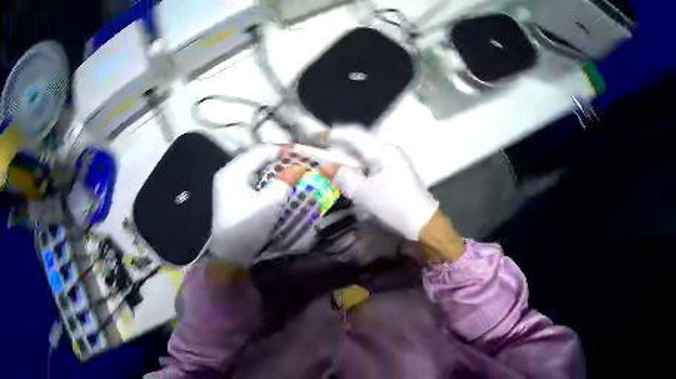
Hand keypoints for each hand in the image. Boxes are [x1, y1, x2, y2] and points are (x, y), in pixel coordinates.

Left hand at [211, 145, 305, 266]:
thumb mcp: (270, 204)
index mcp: (233, 171)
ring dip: (272, 169)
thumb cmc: (247, 227)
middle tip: (298, 163)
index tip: (302, 154)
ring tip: (291, 172)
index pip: (260, 151)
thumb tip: (299, 167)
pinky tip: (277, 184)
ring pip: (254, 168)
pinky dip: (265, 179)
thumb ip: (285, 182)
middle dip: (278, 159)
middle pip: (256, 157)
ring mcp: (228, 183)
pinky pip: (251, 179)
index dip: (282, 150)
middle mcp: (228, 172)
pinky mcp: (231, 194)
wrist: (229, 255)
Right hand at [324, 126, 437, 240]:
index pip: (355, 134)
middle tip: (324, 162)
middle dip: (340, 153)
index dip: (335, 134)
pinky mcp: (396, 173)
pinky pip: (373, 167)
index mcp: (383, 150)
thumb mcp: (363, 193)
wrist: (423, 223)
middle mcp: (390, 151)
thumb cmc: (393, 205)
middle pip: (359, 145)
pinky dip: (360, 172)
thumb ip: (343, 177)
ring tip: (335, 174)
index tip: (318, 138)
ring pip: (365, 157)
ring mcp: (395, 162)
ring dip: (350, 164)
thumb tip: (327, 166)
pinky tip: (353, 182)